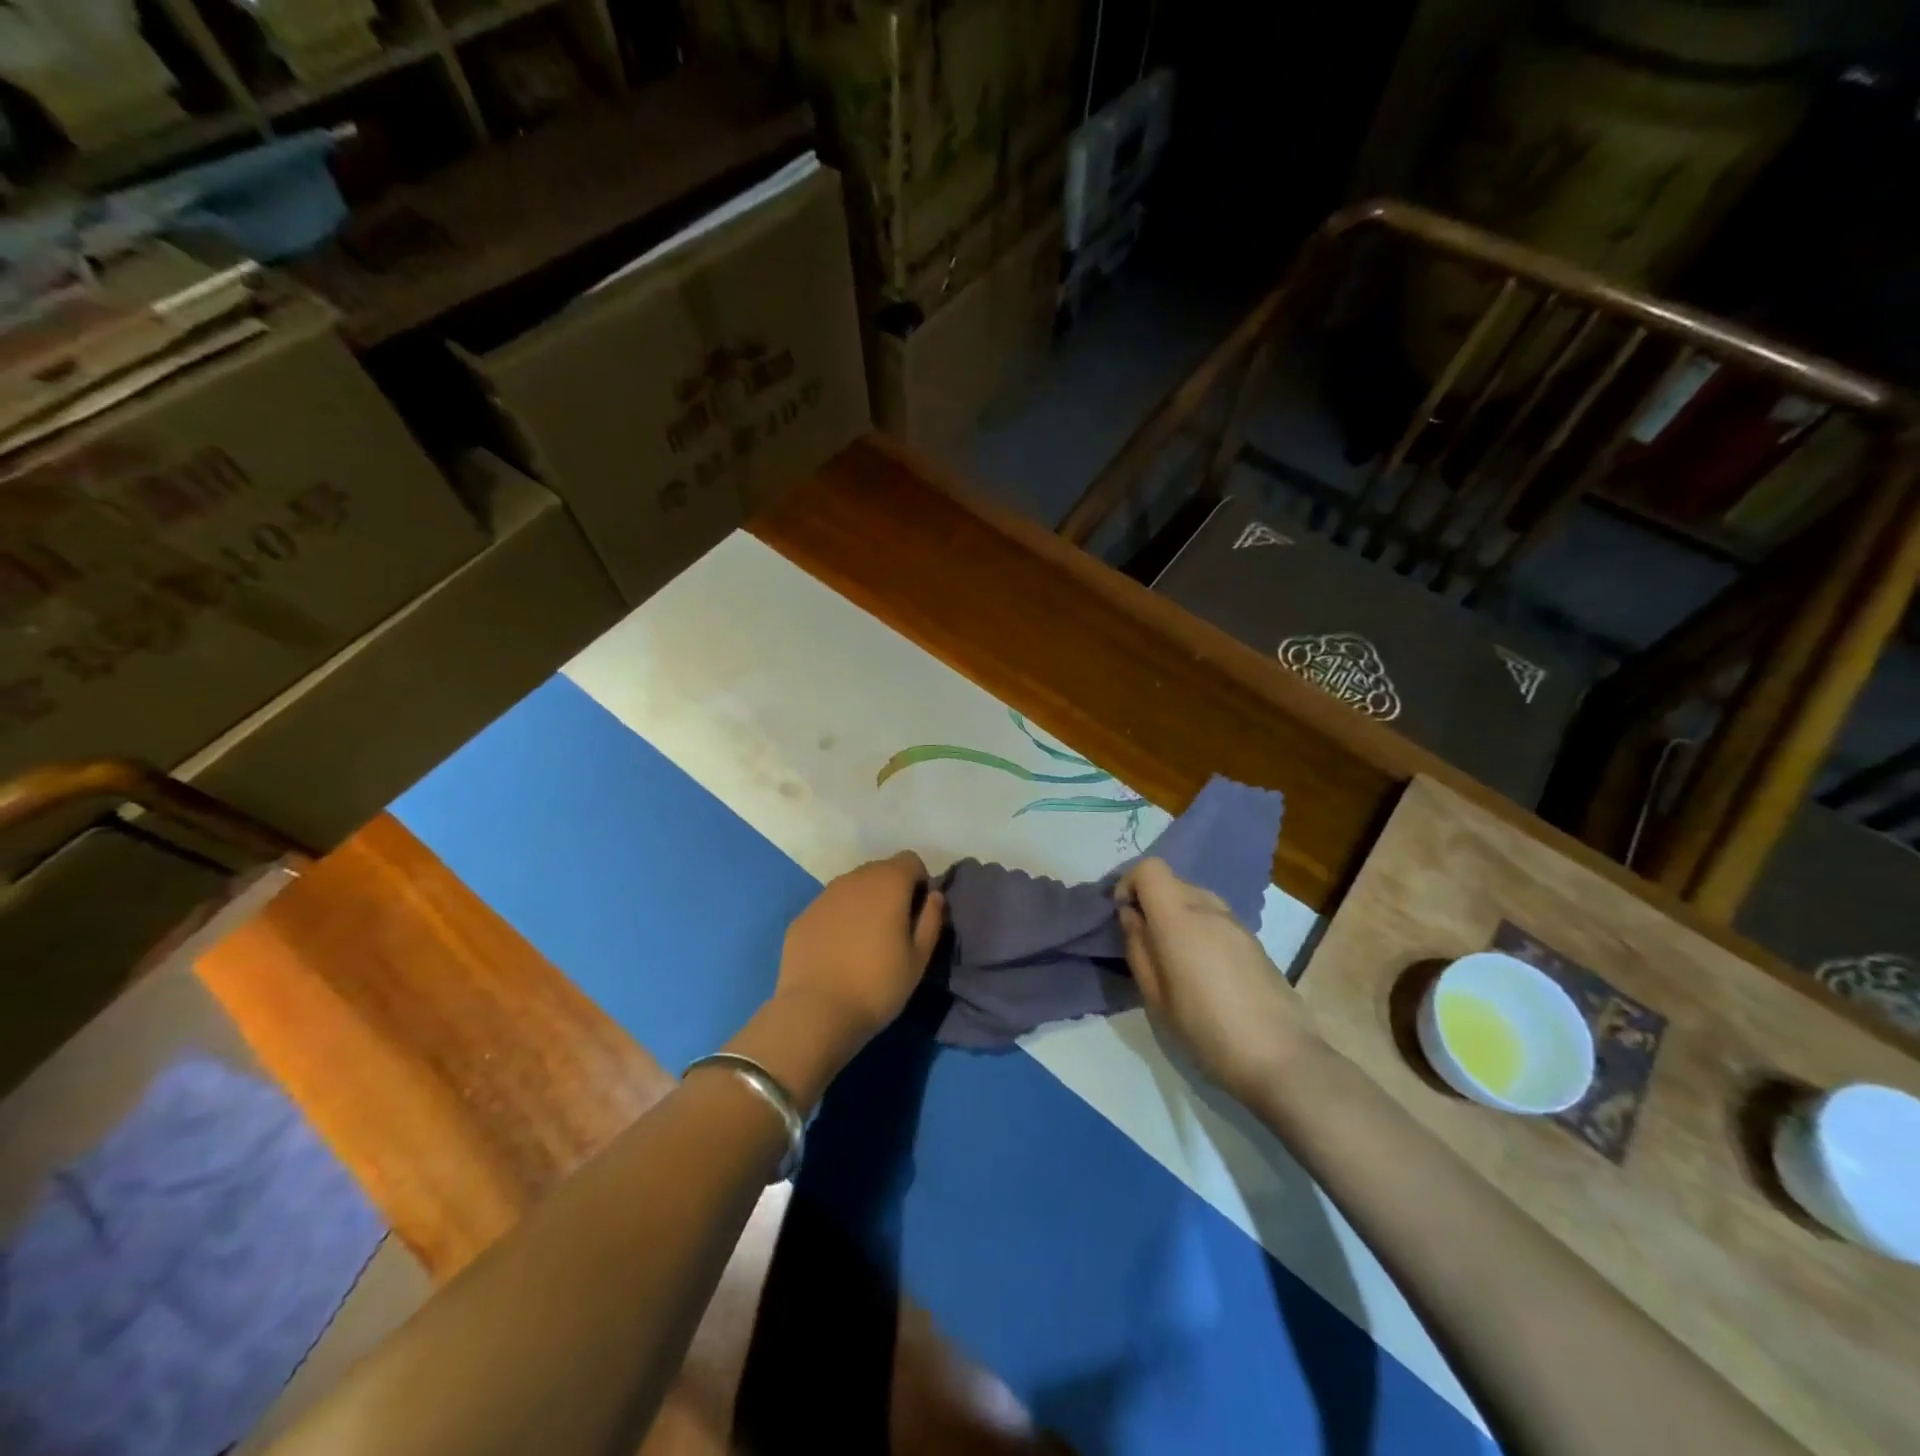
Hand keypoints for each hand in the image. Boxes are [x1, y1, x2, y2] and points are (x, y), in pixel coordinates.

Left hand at [775, 851, 945, 1054]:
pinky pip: (829, 907)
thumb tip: (934, 896)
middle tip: (894, 929)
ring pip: (852, 887)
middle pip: (880, 870)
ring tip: (865, 941)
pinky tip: (837, 952)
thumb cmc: (878, 985)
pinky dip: (839, 919)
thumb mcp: (919, 958)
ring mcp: (823, 896)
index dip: (919, 882)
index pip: (910, 860)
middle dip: (891, 890)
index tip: (918, 913)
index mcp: (888, 883)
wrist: (816, 1012)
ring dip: (864, 903)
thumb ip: (931, 919)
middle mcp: (854, 879)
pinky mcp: (802, 916)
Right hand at [1116, 858, 1316, 1102]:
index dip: (1130, 883)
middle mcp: (1209, 909)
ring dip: (1178, 915)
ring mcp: (1237, 923)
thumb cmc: (1206, 1030)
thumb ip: (1138, 947)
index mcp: (1179, 918)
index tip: (1124, 915)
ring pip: (1196, 898)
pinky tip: (1204, 970)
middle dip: (1152, 902)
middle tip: (1146, 942)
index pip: (1150, 868)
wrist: (1282, 1059)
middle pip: (1172, 882)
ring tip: (1175, 958)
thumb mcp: (1156, 997)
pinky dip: (1200, 928)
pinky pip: (1216, 918)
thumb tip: (1131, 916)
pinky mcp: (1255, 941)